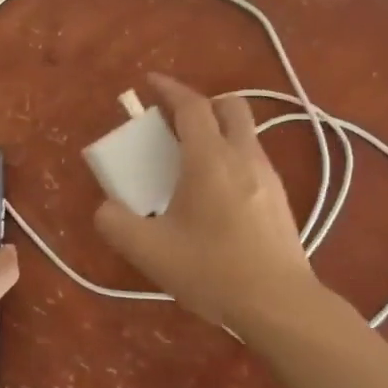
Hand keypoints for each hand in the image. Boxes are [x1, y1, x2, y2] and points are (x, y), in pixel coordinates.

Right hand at [94, 74, 322, 333]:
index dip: (169, 88)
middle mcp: (244, 157)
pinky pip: (252, 160)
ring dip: (217, 132)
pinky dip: (231, 158)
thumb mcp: (150, 251)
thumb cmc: (213, 271)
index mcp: (210, 159)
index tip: (150, 83)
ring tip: (190, 164)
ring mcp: (268, 176)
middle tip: (174, 124)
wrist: (279, 304)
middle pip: (229, 106)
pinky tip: (215, 196)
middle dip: (201, 104)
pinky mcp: (280, 199)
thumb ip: (116, 223)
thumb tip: (106, 208)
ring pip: (244, 133)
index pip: (191, 106)